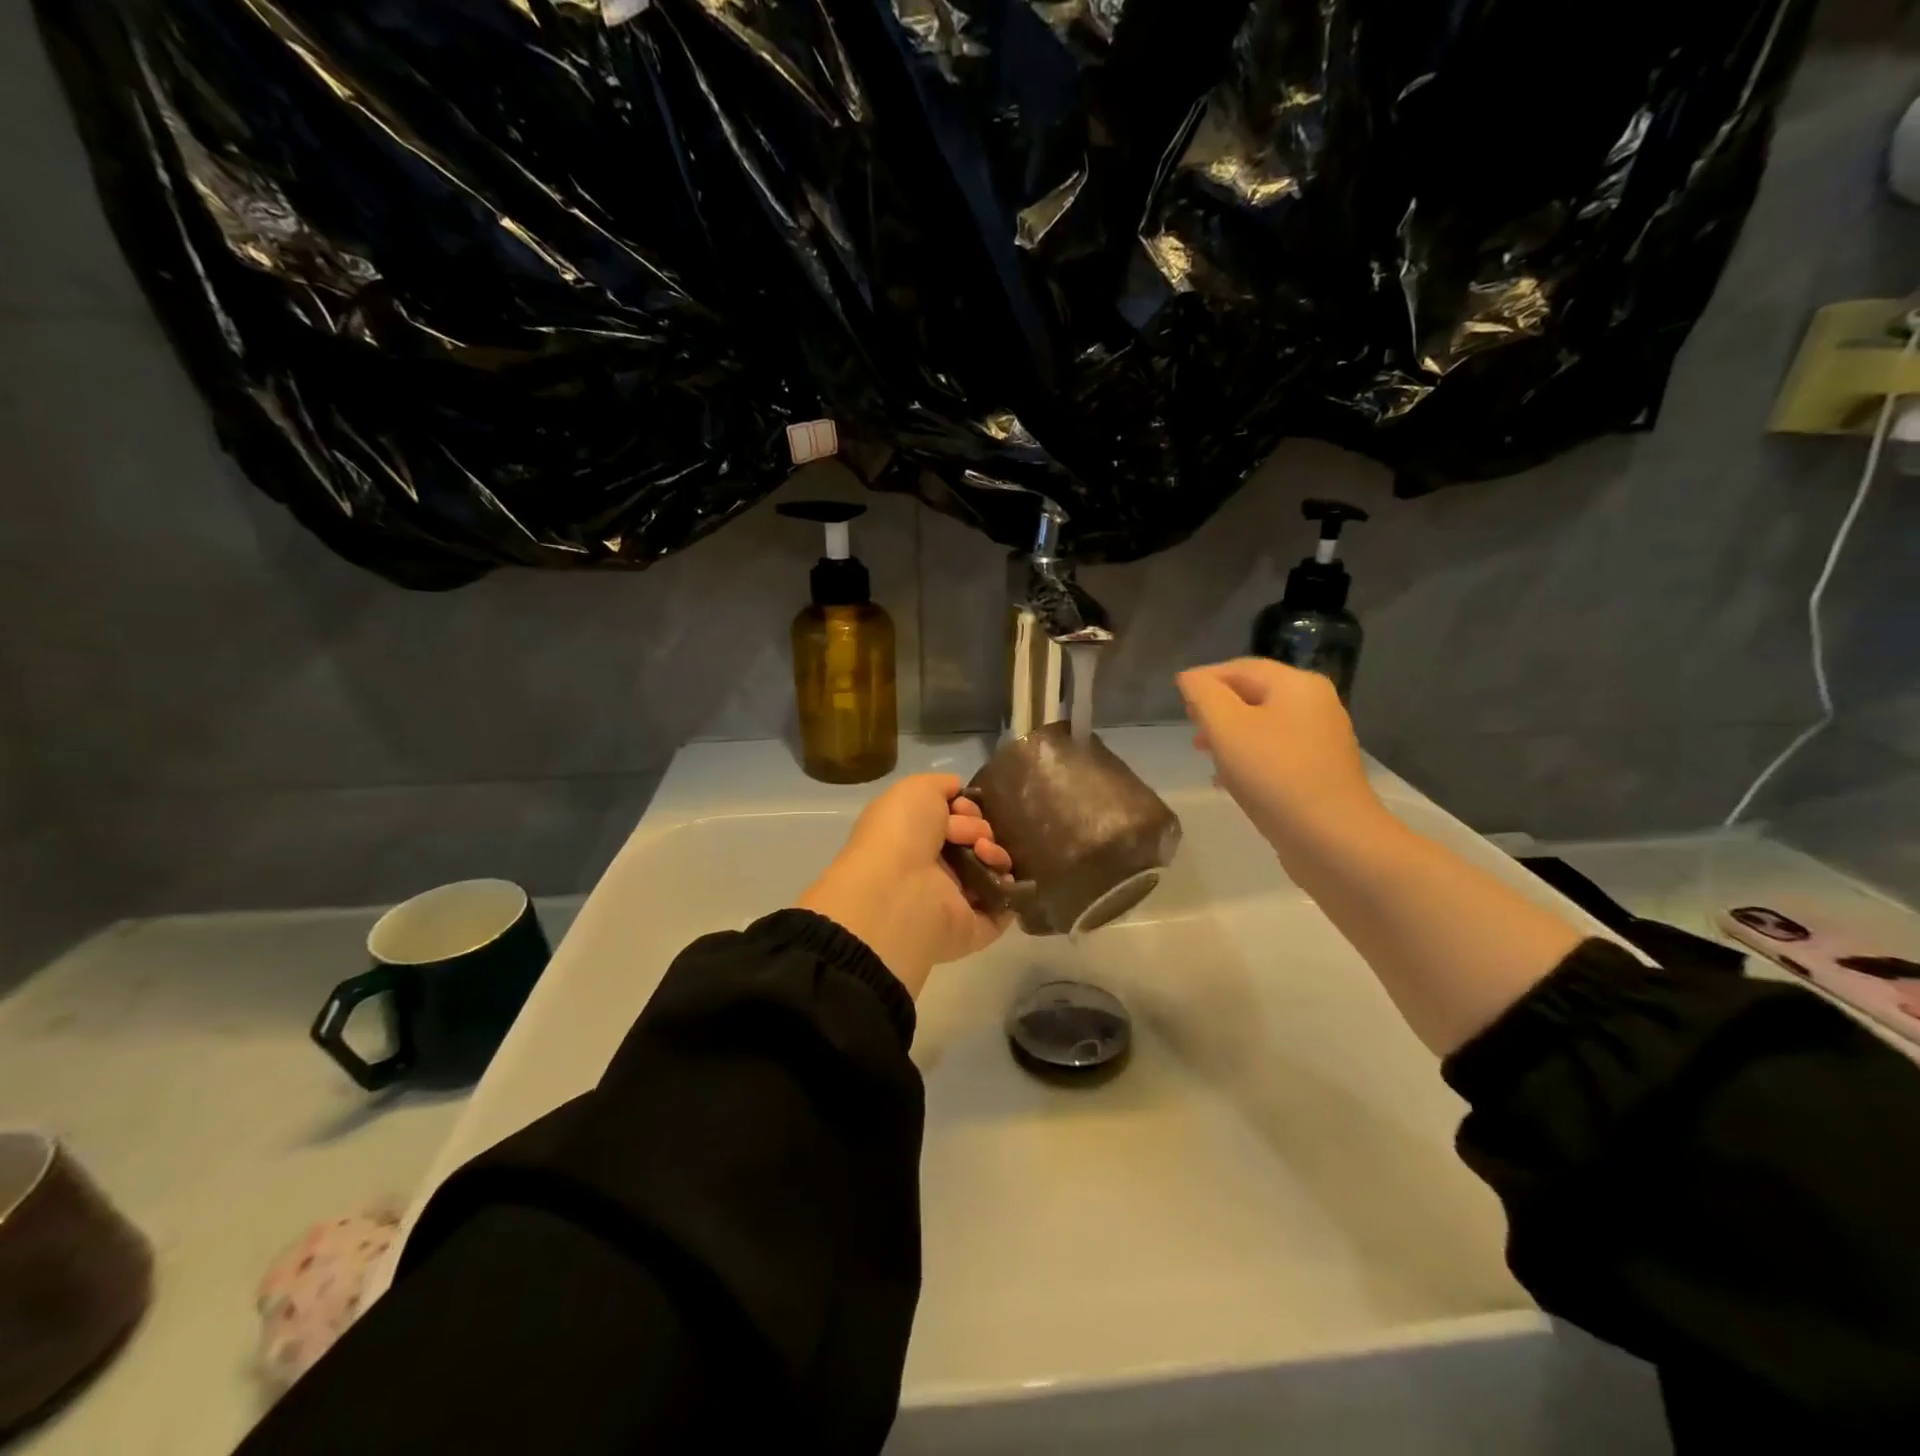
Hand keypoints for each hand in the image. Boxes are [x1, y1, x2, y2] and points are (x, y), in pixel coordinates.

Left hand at [796, 774, 1012, 997]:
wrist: (897, 891)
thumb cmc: (901, 834)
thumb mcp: (915, 789)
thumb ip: (941, 785)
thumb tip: (960, 794)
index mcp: (914, 837)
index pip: (954, 817)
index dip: (966, 807)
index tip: (962, 807)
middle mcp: (933, 867)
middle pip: (977, 840)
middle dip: (980, 828)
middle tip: (970, 835)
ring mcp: (952, 899)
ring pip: (992, 869)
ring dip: (996, 853)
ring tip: (983, 853)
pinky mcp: (972, 928)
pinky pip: (1003, 906)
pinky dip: (1010, 890)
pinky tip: (1002, 875)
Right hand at [1176, 658, 1382, 853]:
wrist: (1332, 839)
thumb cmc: (1273, 775)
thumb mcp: (1226, 727)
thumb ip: (1203, 695)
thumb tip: (1190, 678)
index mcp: (1296, 685)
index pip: (1240, 667)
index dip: (1204, 678)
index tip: (1177, 697)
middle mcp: (1315, 704)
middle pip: (1254, 694)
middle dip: (1217, 708)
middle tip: (1190, 726)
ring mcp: (1321, 740)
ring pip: (1263, 725)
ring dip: (1230, 735)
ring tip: (1203, 753)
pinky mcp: (1320, 772)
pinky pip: (1276, 753)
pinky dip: (1248, 758)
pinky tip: (1228, 780)